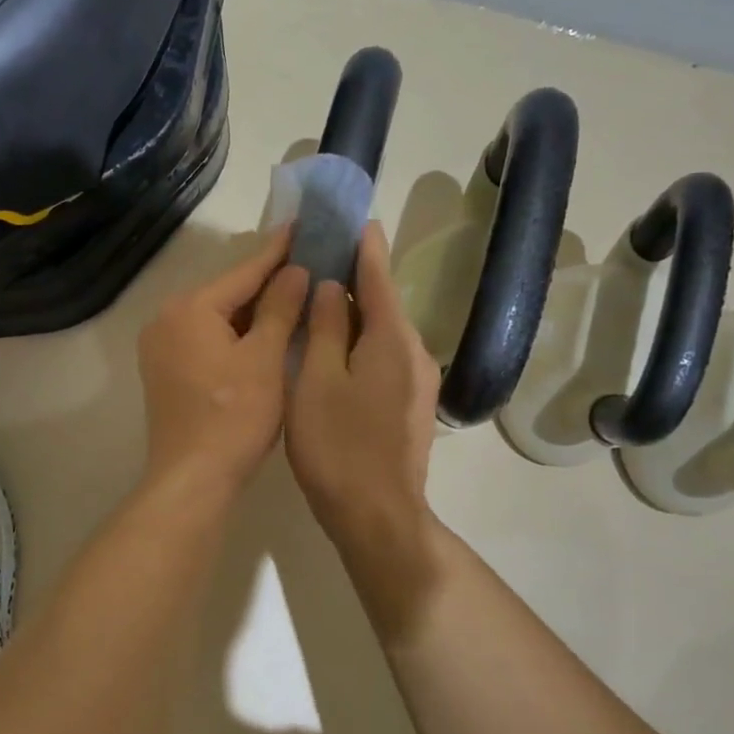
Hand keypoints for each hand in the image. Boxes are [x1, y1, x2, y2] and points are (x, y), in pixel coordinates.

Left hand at [137, 230, 309, 500]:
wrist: (192, 477)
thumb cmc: (234, 416)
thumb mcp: (265, 358)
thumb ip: (279, 308)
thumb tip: (294, 270)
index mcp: (190, 308)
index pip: (244, 271)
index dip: (278, 250)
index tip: (303, 224)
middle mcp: (166, 319)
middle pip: (227, 293)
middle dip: (267, 283)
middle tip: (308, 264)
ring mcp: (160, 347)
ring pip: (216, 318)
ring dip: (252, 311)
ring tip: (294, 296)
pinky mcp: (164, 372)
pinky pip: (205, 339)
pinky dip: (234, 335)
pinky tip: (263, 335)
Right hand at [287, 223, 441, 552]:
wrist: (377, 516)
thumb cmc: (338, 446)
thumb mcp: (317, 381)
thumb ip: (324, 329)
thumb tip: (328, 288)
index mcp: (391, 339)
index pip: (377, 276)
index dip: (363, 246)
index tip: (353, 217)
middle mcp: (413, 352)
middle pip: (382, 304)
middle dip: (353, 280)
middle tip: (318, 260)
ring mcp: (417, 383)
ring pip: (382, 334)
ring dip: (354, 314)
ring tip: (319, 301)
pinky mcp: (409, 408)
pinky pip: (384, 359)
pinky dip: (360, 344)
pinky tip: (336, 350)